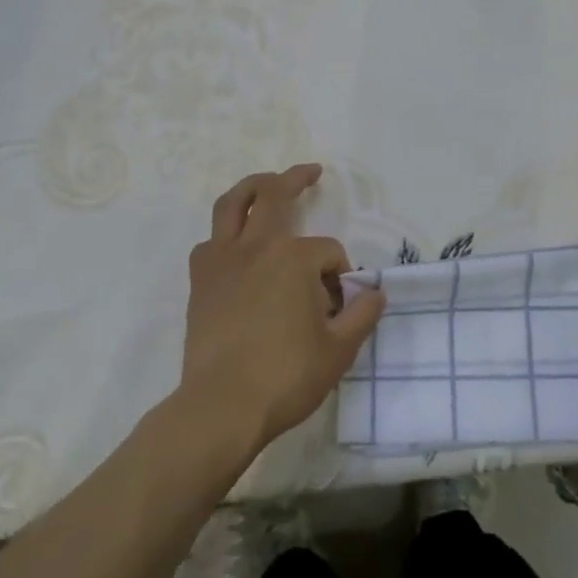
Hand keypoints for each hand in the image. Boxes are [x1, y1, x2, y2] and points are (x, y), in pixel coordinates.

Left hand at [180, 164, 385, 449]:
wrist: (223, 406)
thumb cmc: (287, 376)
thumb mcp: (340, 349)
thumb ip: (363, 314)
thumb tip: (376, 293)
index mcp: (294, 258)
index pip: (328, 252)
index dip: (341, 276)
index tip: (340, 306)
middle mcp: (257, 247)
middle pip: (276, 196)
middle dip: (296, 178)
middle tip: (311, 171)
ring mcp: (223, 261)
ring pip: (232, 205)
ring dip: (251, 188)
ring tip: (265, 184)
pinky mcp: (201, 282)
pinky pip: (210, 243)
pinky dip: (225, 235)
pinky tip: (236, 246)